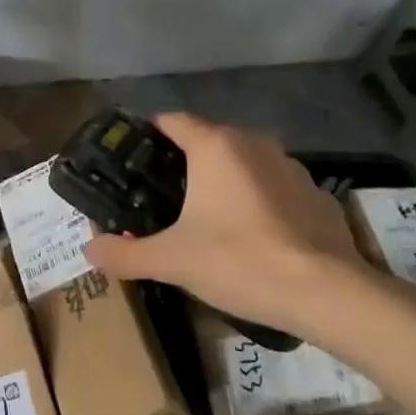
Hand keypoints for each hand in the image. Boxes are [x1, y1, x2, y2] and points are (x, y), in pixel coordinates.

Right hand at [83, 113, 366, 341]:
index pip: (171, 121)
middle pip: (208, 140)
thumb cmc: (240, 261)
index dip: (148, 135)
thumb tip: (88, 248)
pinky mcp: (316, 193)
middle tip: (163, 197)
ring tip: (208, 218)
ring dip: (224, 180)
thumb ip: (126, 252)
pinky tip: (255, 236)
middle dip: (184, 163)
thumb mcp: (172, 261)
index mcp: (215, 145)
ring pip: (244, 162)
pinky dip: (259, 200)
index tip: (132, 160)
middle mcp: (253, 142)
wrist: (326, 293)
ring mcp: (290, 165)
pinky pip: (275, 186)